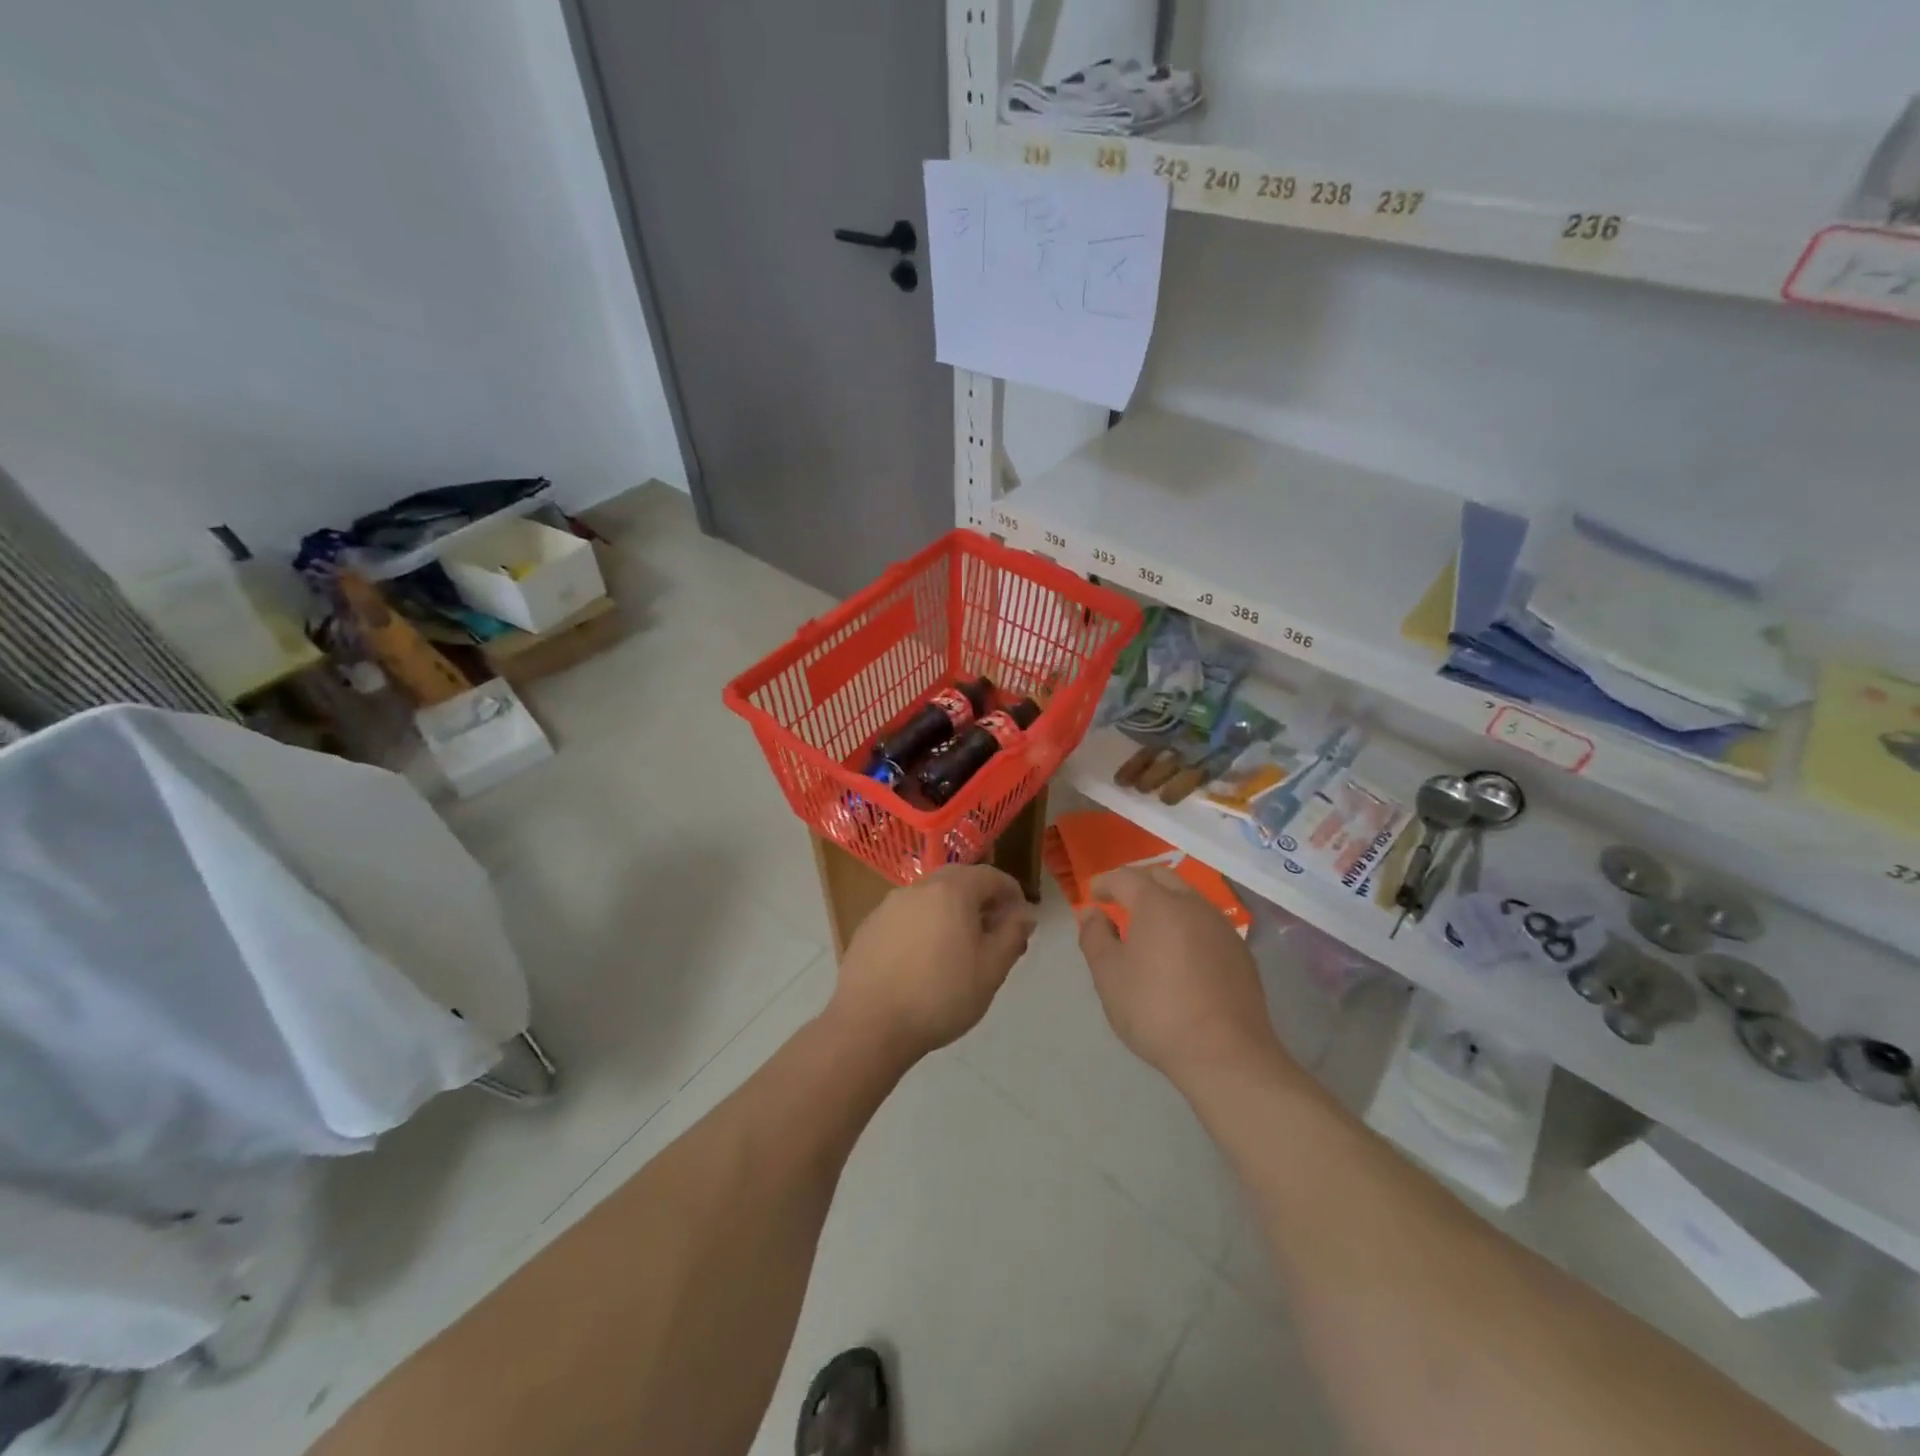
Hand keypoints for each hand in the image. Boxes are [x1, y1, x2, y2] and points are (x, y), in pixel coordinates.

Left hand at [829, 865, 1036, 1062]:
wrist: (869, 1024)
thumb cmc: (940, 996)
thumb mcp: (991, 971)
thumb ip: (1011, 936)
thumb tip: (1023, 915)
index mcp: (952, 892)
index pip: (989, 876)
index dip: (1010, 891)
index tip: (1020, 915)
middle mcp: (918, 888)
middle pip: (957, 880)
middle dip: (980, 898)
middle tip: (993, 928)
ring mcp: (888, 906)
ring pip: (929, 897)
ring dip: (949, 911)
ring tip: (959, 946)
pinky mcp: (868, 927)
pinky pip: (905, 916)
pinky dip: (922, 925)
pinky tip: (923, 959)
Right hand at [1075, 866, 1289, 1088]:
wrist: (1225, 1054)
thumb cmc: (1156, 1011)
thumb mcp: (1109, 976)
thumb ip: (1095, 937)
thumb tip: (1093, 914)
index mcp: (1157, 904)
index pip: (1125, 877)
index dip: (1105, 882)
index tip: (1093, 896)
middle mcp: (1193, 905)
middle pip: (1161, 877)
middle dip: (1137, 884)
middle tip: (1120, 904)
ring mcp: (1222, 927)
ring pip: (1189, 898)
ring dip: (1165, 902)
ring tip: (1150, 930)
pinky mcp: (1241, 951)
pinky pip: (1207, 923)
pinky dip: (1188, 925)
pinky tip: (1181, 954)